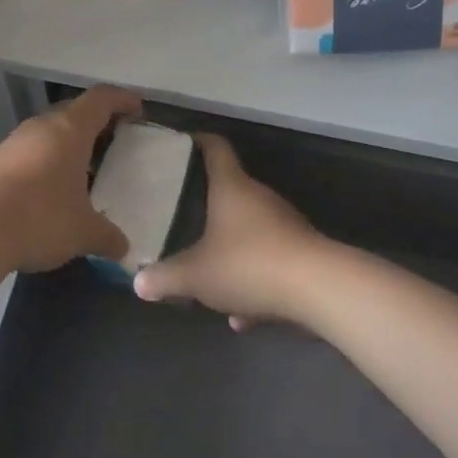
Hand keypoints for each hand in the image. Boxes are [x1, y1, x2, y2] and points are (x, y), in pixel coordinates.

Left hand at [0, 85, 139, 273]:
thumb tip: (123, 248)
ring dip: (70, 144)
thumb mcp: (83, 232)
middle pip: (75, 111)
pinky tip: (53, 190)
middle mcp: (42, 126)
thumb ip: (107, 236)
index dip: (122, 100)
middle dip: (97, 123)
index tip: (138, 110)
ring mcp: (14, 142)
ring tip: (86, 170)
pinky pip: (32, 151)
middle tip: (115, 141)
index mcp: (70, 129)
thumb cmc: (39, 217)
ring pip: (51, 132)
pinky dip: (49, 161)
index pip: (102, 98)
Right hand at [133, 134, 325, 328]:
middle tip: (182, 214)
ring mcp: (284, 224)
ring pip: (250, 230)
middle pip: (231, 189)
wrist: (319, 288)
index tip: (181, 144)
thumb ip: (166, 278)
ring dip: (231, 249)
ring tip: (208, 275)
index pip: (215, 148)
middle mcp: (259, 197)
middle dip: (208, 203)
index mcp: (231, 187)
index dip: (198, 142)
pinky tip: (243, 316)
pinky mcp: (302, 253)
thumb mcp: (197, 275)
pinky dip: (254, 280)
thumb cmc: (249, 264)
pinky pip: (269, 261)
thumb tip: (138, 282)